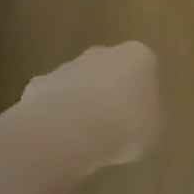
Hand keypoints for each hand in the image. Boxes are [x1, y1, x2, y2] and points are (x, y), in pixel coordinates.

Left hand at [19, 42, 163, 175]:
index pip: (144, 66)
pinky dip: (56, 116)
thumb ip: (148, 118)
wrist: (70, 129)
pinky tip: (59, 140)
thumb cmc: (124, 126)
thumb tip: (140, 118)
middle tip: (113, 125)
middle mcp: (103, 53)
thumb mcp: (153, 130)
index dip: (142, 92)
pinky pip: (53, 101)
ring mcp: (68, 66)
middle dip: (110, 92)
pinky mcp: (40, 84)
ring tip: (85, 139)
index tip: (140, 116)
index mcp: (137, 56)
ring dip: (82, 104)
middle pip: (109, 69)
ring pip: (79, 83)